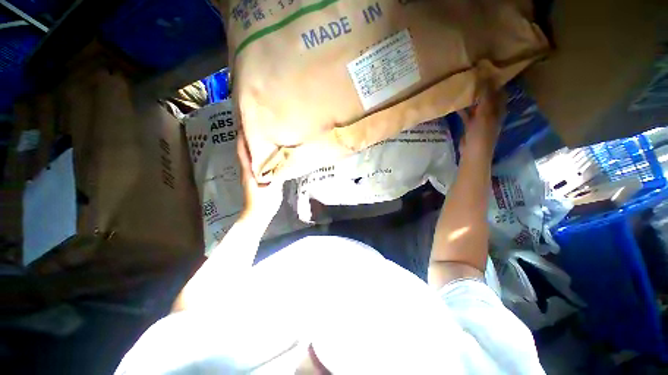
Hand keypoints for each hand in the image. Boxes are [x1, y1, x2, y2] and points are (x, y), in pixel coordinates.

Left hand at [237, 130, 283, 222]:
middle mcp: (249, 170)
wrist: (259, 214)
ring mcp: (252, 174)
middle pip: (246, 151)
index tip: (245, 124)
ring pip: (252, 157)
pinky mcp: (258, 179)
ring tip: (265, 137)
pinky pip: (258, 164)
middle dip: (249, 139)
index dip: (242, 138)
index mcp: (249, 170)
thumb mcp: (272, 187)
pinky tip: (270, 154)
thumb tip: (282, 161)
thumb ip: (276, 174)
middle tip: (258, 128)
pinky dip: (261, 157)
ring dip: (255, 147)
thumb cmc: (264, 201)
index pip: (243, 151)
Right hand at [458, 78, 504, 160]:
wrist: (473, 152)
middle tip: (470, 77)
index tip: (483, 70)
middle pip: (487, 96)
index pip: (498, 90)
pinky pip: (467, 114)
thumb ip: (485, 95)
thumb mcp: (484, 112)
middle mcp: (491, 112)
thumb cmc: (481, 133)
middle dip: (481, 87)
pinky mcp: (470, 125)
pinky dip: (462, 109)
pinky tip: (454, 104)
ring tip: (462, 88)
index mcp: (498, 109)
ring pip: (476, 105)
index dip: (493, 80)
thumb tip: (484, 75)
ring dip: (470, 98)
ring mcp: (480, 119)